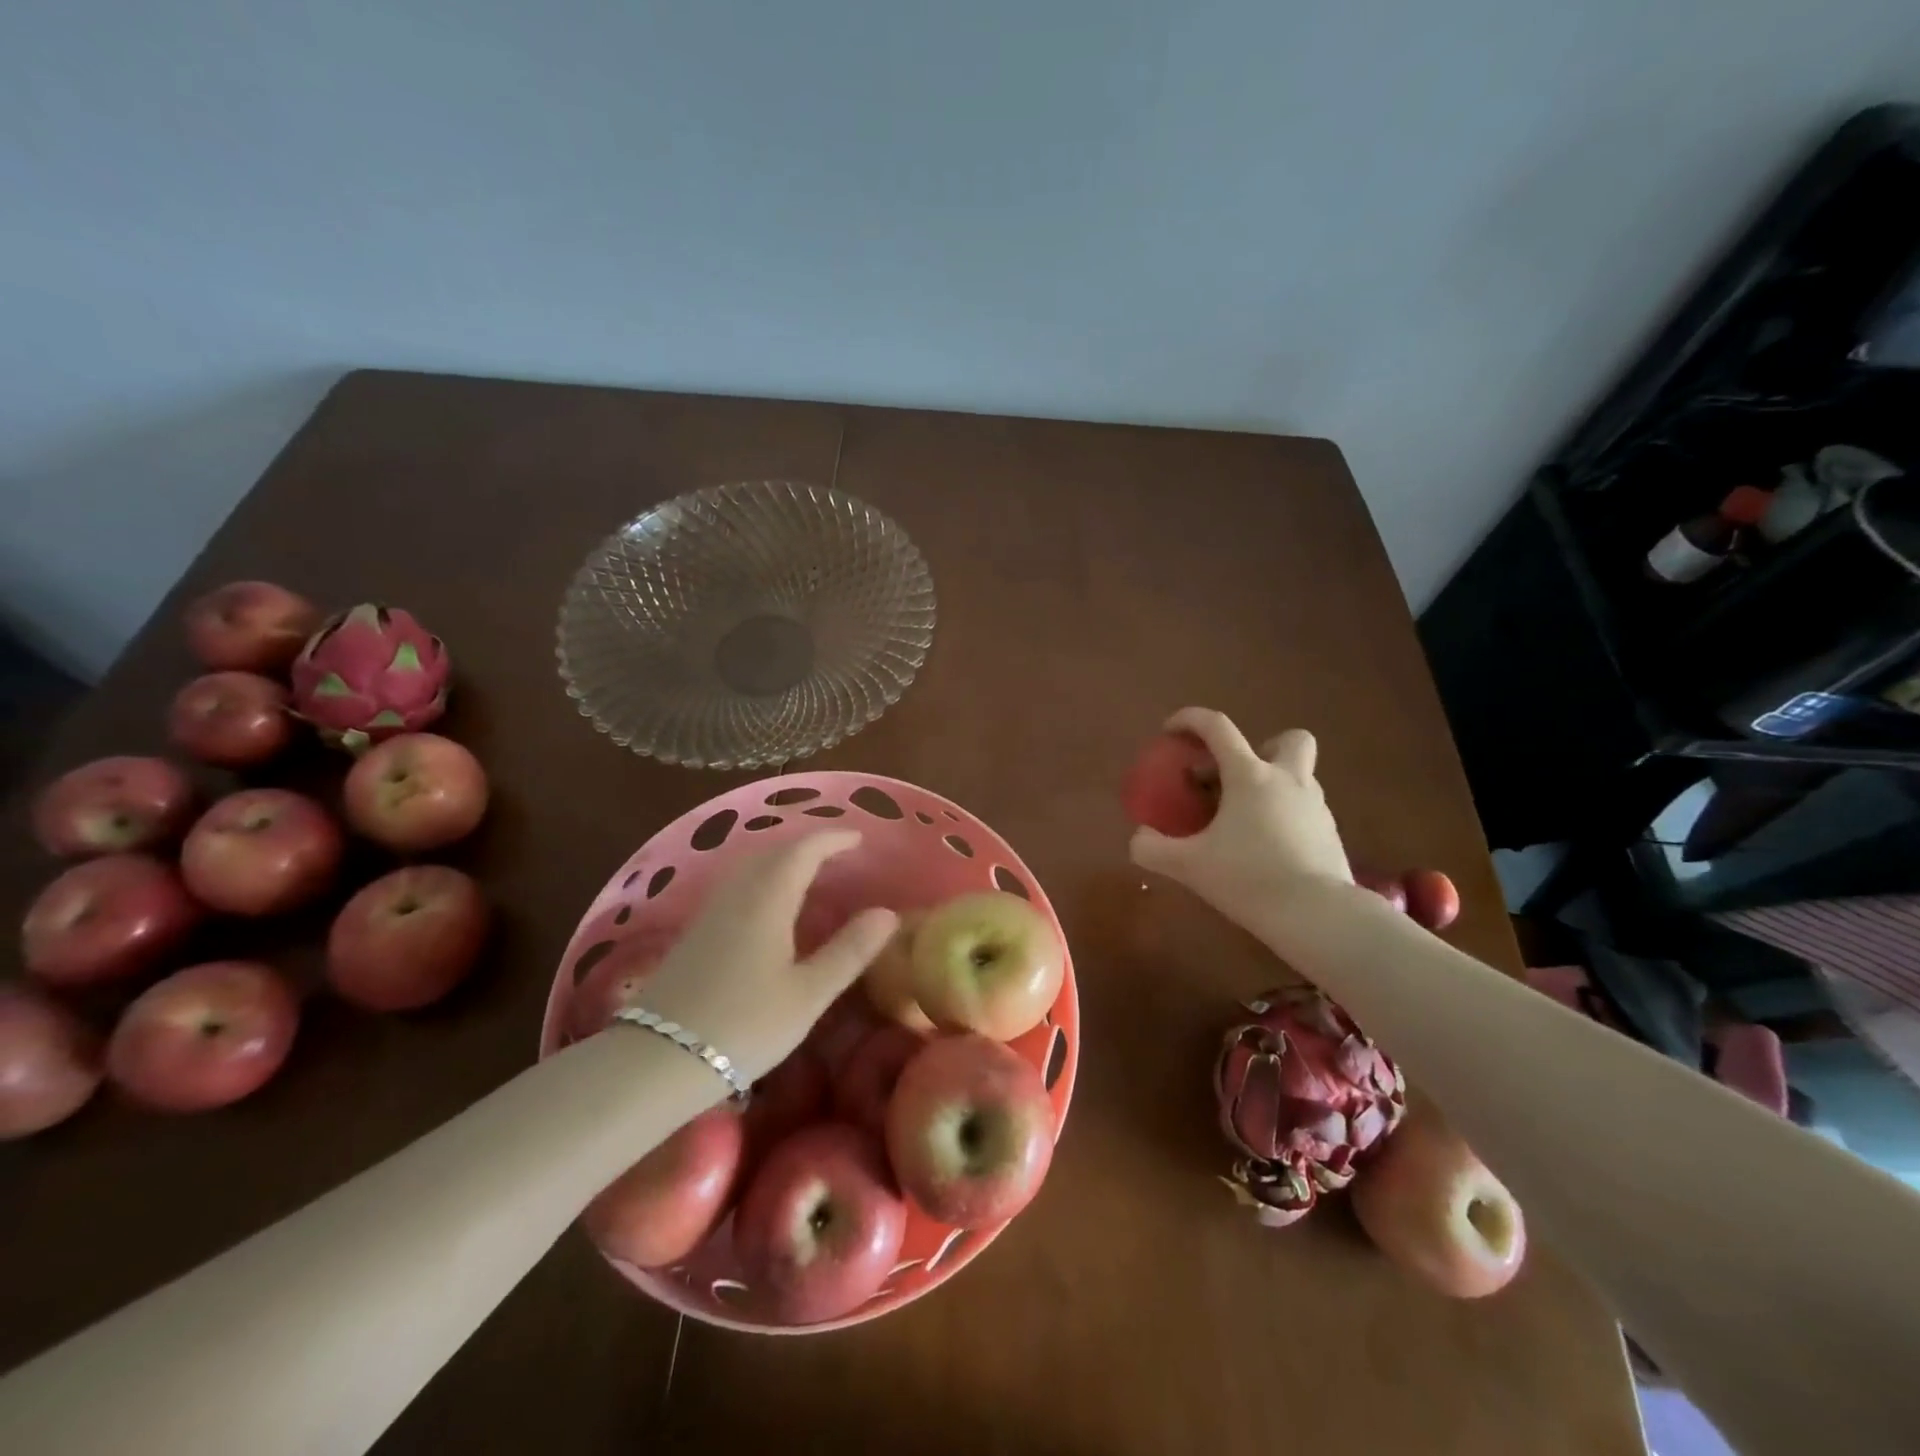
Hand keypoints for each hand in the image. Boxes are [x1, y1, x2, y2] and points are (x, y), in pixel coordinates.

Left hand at [631, 831, 897, 1082]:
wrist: (658, 1059)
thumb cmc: (744, 1025)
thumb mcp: (808, 994)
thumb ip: (849, 951)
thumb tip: (887, 913)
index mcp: (767, 899)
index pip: (803, 850)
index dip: (832, 839)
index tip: (859, 839)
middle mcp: (737, 894)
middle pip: (772, 851)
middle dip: (806, 844)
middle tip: (837, 853)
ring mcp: (710, 911)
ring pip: (749, 866)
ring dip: (781, 858)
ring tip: (807, 872)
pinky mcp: (694, 932)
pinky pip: (735, 885)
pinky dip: (761, 877)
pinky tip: (767, 905)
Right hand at [1129, 707, 1352, 923]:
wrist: (1318, 916)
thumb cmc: (1249, 878)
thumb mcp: (1189, 866)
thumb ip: (1154, 849)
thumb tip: (1138, 839)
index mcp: (1250, 776)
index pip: (1218, 728)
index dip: (1190, 719)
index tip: (1170, 730)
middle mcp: (1287, 780)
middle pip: (1287, 739)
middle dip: (1262, 748)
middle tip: (1235, 778)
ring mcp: (1316, 806)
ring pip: (1299, 776)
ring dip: (1272, 786)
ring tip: (1245, 821)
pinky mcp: (1331, 834)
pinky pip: (1305, 811)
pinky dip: (1285, 817)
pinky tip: (1267, 849)